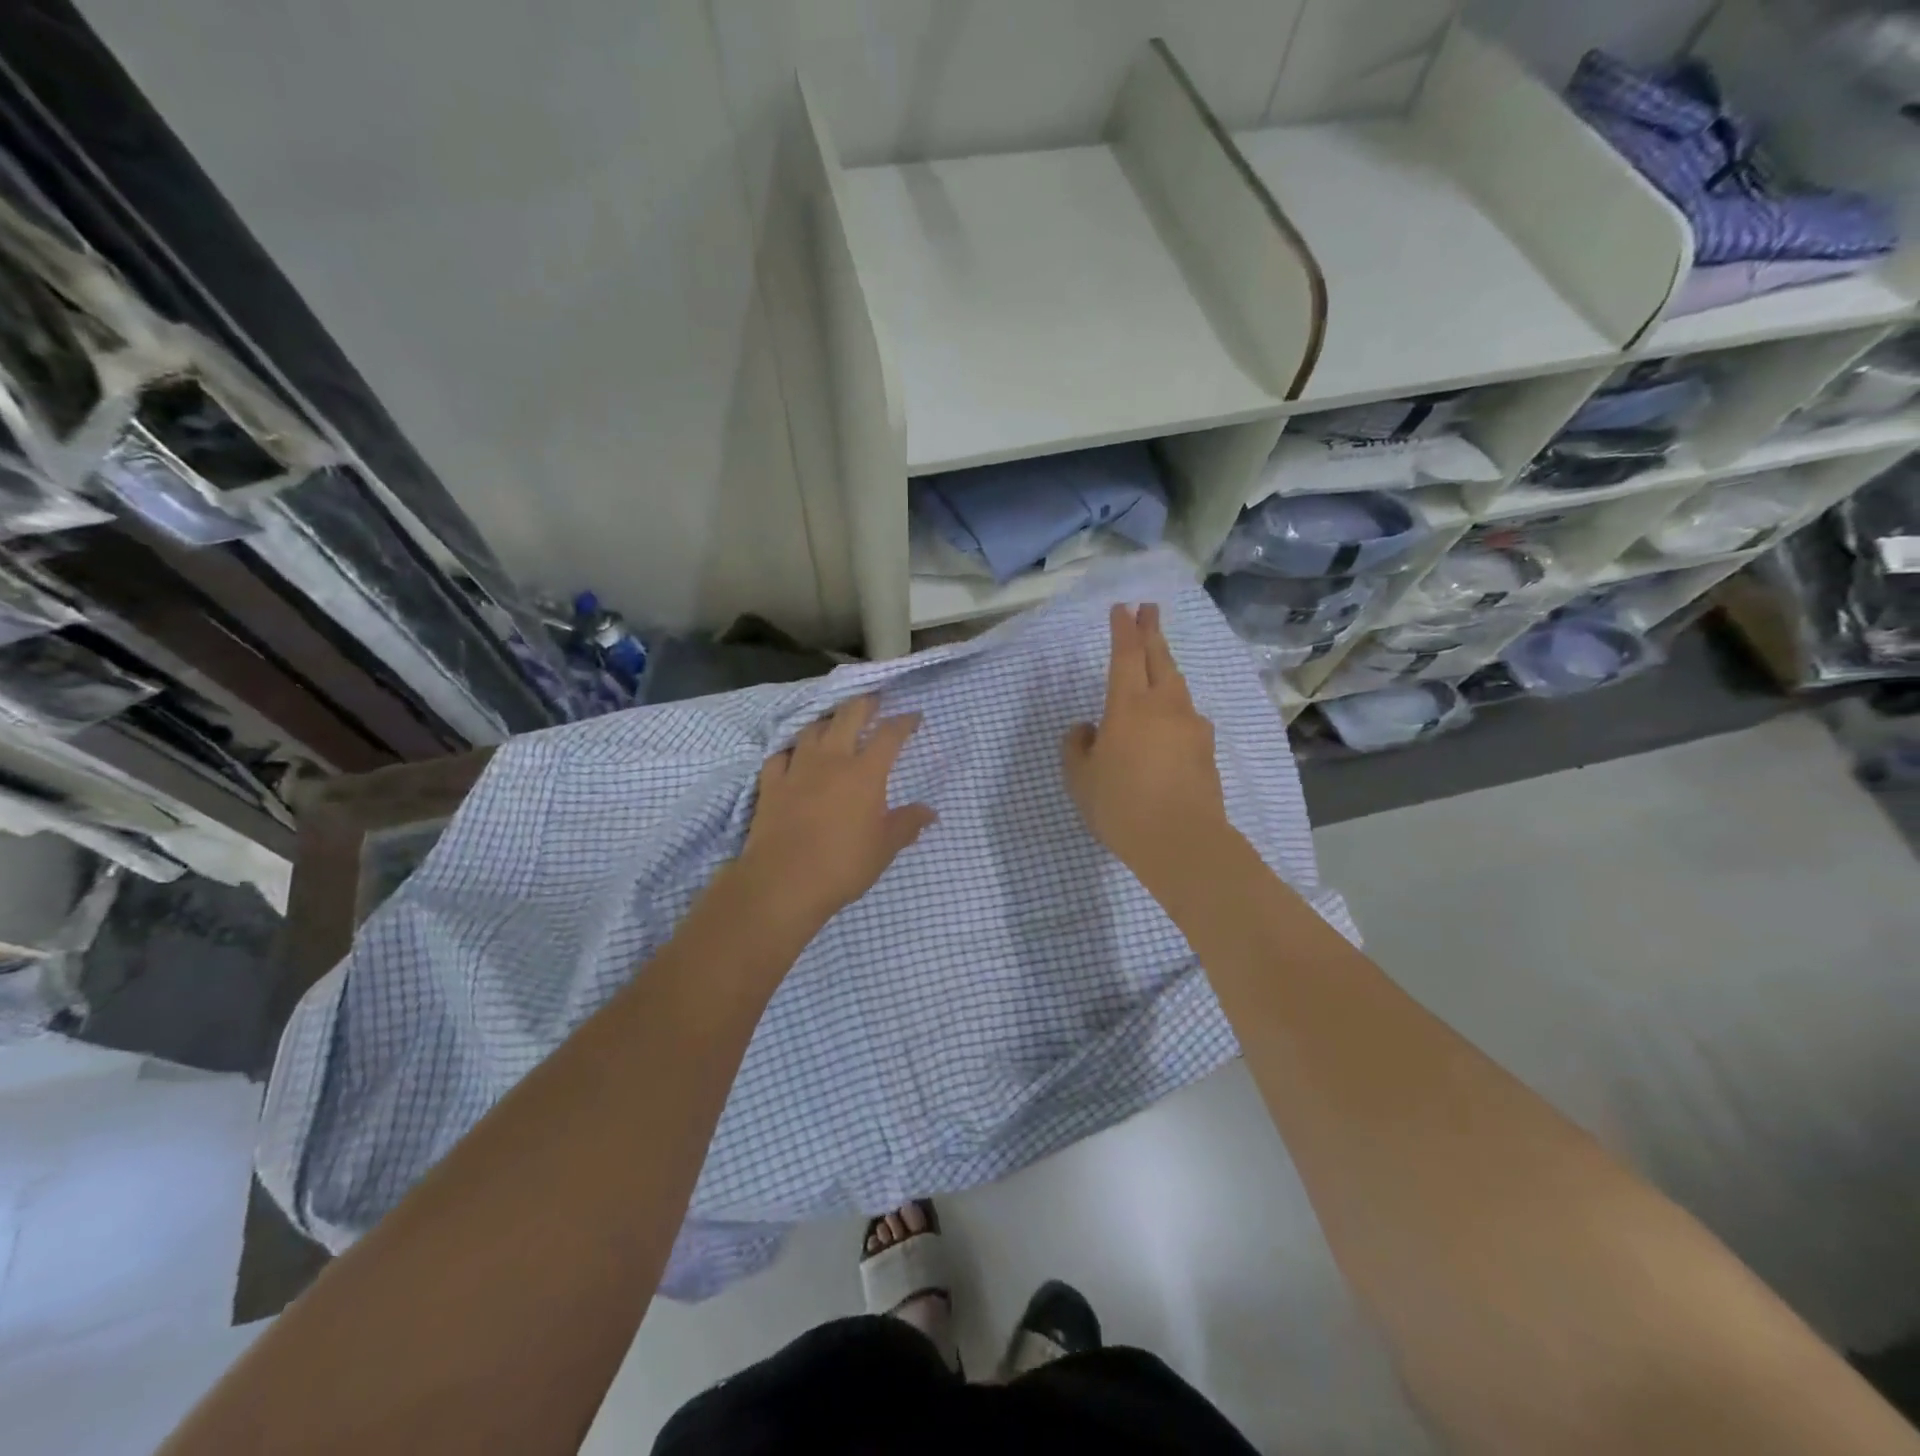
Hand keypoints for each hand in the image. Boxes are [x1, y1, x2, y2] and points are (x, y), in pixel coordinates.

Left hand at [734, 694, 936, 928]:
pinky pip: (780, 755)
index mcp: (865, 773)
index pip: (889, 735)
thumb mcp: (885, 848)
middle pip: (848, 716)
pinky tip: (794, 756)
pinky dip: (791, 750)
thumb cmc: (843, 865)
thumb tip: (930, 812)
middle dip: (864, 704)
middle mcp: (831, 760)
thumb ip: (907, 824)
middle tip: (873, 702)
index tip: (913, 717)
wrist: (784, 882)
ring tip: (835, 724)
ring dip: (827, 722)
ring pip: (812, 729)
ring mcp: (797, 769)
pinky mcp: (770, 784)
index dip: (904, 722)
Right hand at [1062, 604, 1232, 890]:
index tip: (1123, 608)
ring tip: (1157, 665)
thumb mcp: (1080, 777)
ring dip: (1166, 669)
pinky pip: (1187, 718)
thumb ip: (1078, 746)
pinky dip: (1175, 709)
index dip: (1123, 628)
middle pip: (1160, 658)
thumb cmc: (1120, 804)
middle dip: (1152, 631)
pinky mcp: (1206, 750)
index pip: (1126, 654)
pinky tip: (1168, 723)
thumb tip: (1087, 729)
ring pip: (1178, 687)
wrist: (1180, 841)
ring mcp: (1191, 727)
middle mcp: (1165, 706)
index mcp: (1129, 705)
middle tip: (1149, 610)